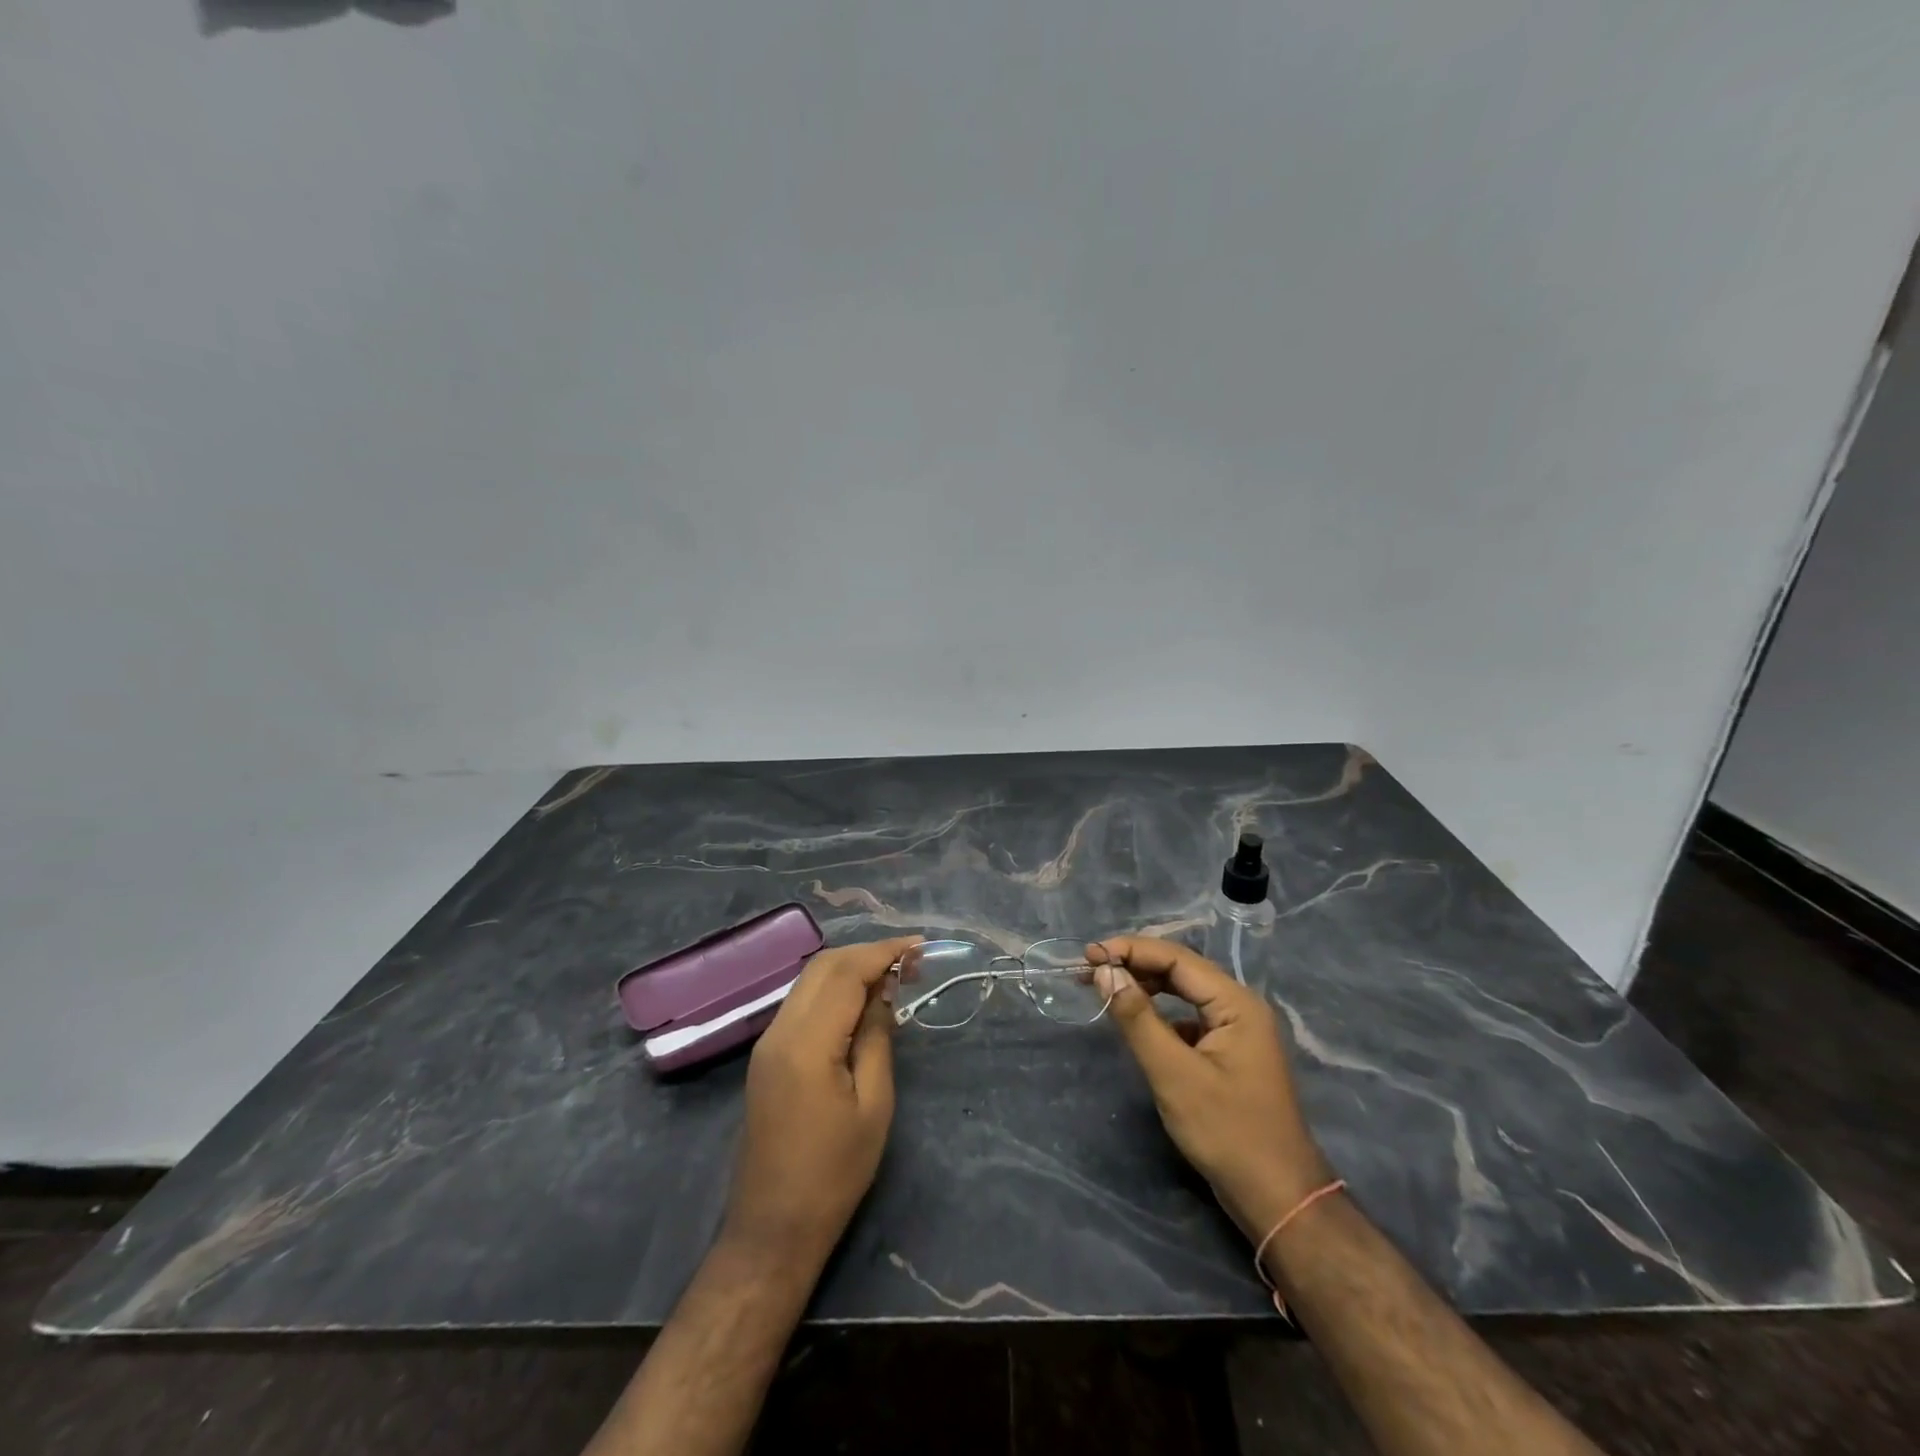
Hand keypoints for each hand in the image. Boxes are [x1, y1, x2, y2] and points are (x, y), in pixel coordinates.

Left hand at [722, 935, 920, 1267]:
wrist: (773, 1227)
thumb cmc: (834, 1173)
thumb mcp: (873, 1106)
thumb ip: (877, 1038)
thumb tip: (884, 992)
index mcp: (807, 1043)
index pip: (846, 973)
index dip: (884, 953)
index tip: (920, 947)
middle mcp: (780, 1031)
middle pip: (823, 966)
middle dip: (867, 953)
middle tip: (910, 961)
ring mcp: (768, 1042)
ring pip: (809, 980)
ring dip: (849, 968)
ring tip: (892, 976)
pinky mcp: (767, 1056)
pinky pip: (802, 1002)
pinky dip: (833, 989)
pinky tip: (860, 1002)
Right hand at [1089, 936, 1332, 1239]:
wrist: (1278, 1199)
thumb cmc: (1227, 1132)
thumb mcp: (1174, 1074)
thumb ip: (1138, 1019)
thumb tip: (1105, 973)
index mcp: (1236, 1003)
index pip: (1177, 958)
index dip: (1131, 950)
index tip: (1089, 954)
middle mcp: (1240, 1007)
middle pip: (1181, 970)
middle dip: (1136, 964)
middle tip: (1090, 968)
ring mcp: (1238, 1031)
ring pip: (1185, 994)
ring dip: (1146, 987)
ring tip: (1107, 989)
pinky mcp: (1229, 1054)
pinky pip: (1189, 1019)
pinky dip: (1160, 1014)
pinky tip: (1138, 1025)